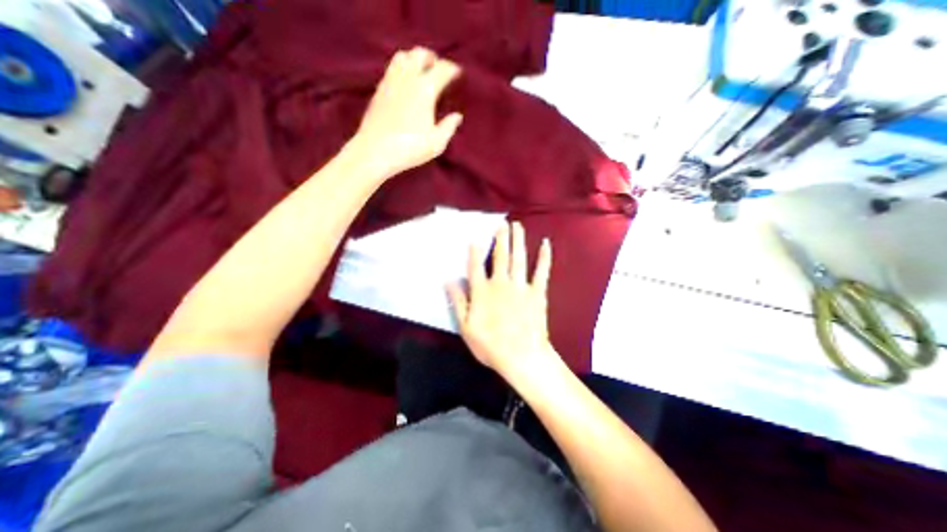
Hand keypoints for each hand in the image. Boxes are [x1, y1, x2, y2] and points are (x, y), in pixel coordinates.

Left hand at [347, 46, 465, 177]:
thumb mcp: (436, 143)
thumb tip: (457, 116)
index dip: (452, 69)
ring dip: (415, 59)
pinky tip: (406, 83)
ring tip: (422, 73)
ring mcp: (390, 81)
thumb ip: (449, 127)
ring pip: (403, 56)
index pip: (442, 69)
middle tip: (439, 70)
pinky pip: (392, 68)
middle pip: (420, 53)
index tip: (458, 74)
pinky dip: (402, 68)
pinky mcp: (379, 89)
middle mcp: (407, 78)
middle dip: (432, 58)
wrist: (375, 151)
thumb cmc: (410, 148)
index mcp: (425, 89)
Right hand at [449, 222, 555, 380]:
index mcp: (483, 291)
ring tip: (518, 226)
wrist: (522, 356)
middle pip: (500, 257)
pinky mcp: (537, 292)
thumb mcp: (466, 327)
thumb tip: (448, 281)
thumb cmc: (491, 345)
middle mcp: (501, 283)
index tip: (474, 239)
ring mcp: (521, 286)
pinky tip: (546, 244)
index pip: (476, 267)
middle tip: (502, 223)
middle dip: (501, 239)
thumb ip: (457, 302)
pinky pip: (541, 271)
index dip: (474, 253)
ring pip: (519, 258)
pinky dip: (544, 257)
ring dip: (518, 241)